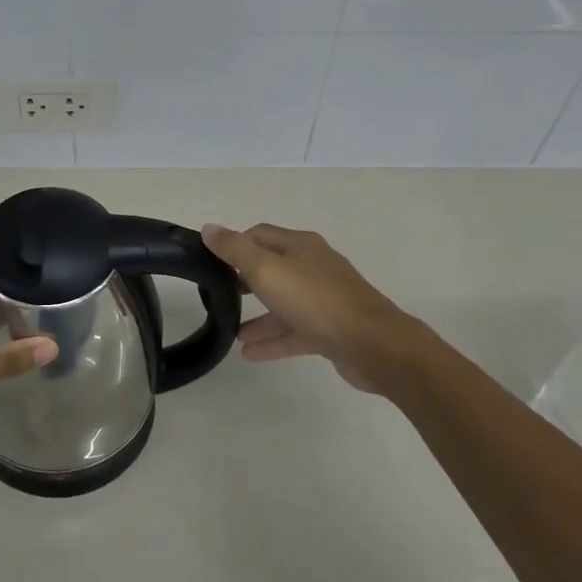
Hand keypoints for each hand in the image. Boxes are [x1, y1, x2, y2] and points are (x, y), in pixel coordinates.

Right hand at [201, 223, 413, 393]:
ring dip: (257, 316)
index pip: (259, 235)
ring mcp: (324, 299)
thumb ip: (235, 250)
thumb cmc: (315, 300)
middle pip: (272, 267)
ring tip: (231, 332)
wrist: (373, 345)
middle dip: (244, 279)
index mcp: (300, 246)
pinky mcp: (331, 329)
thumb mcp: (266, 269)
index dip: (234, 245)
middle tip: (219, 294)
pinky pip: (294, 331)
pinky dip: (272, 340)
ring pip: (283, 304)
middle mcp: (313, 267)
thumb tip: (208, 227)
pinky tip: (249, 354)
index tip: (211, 262)